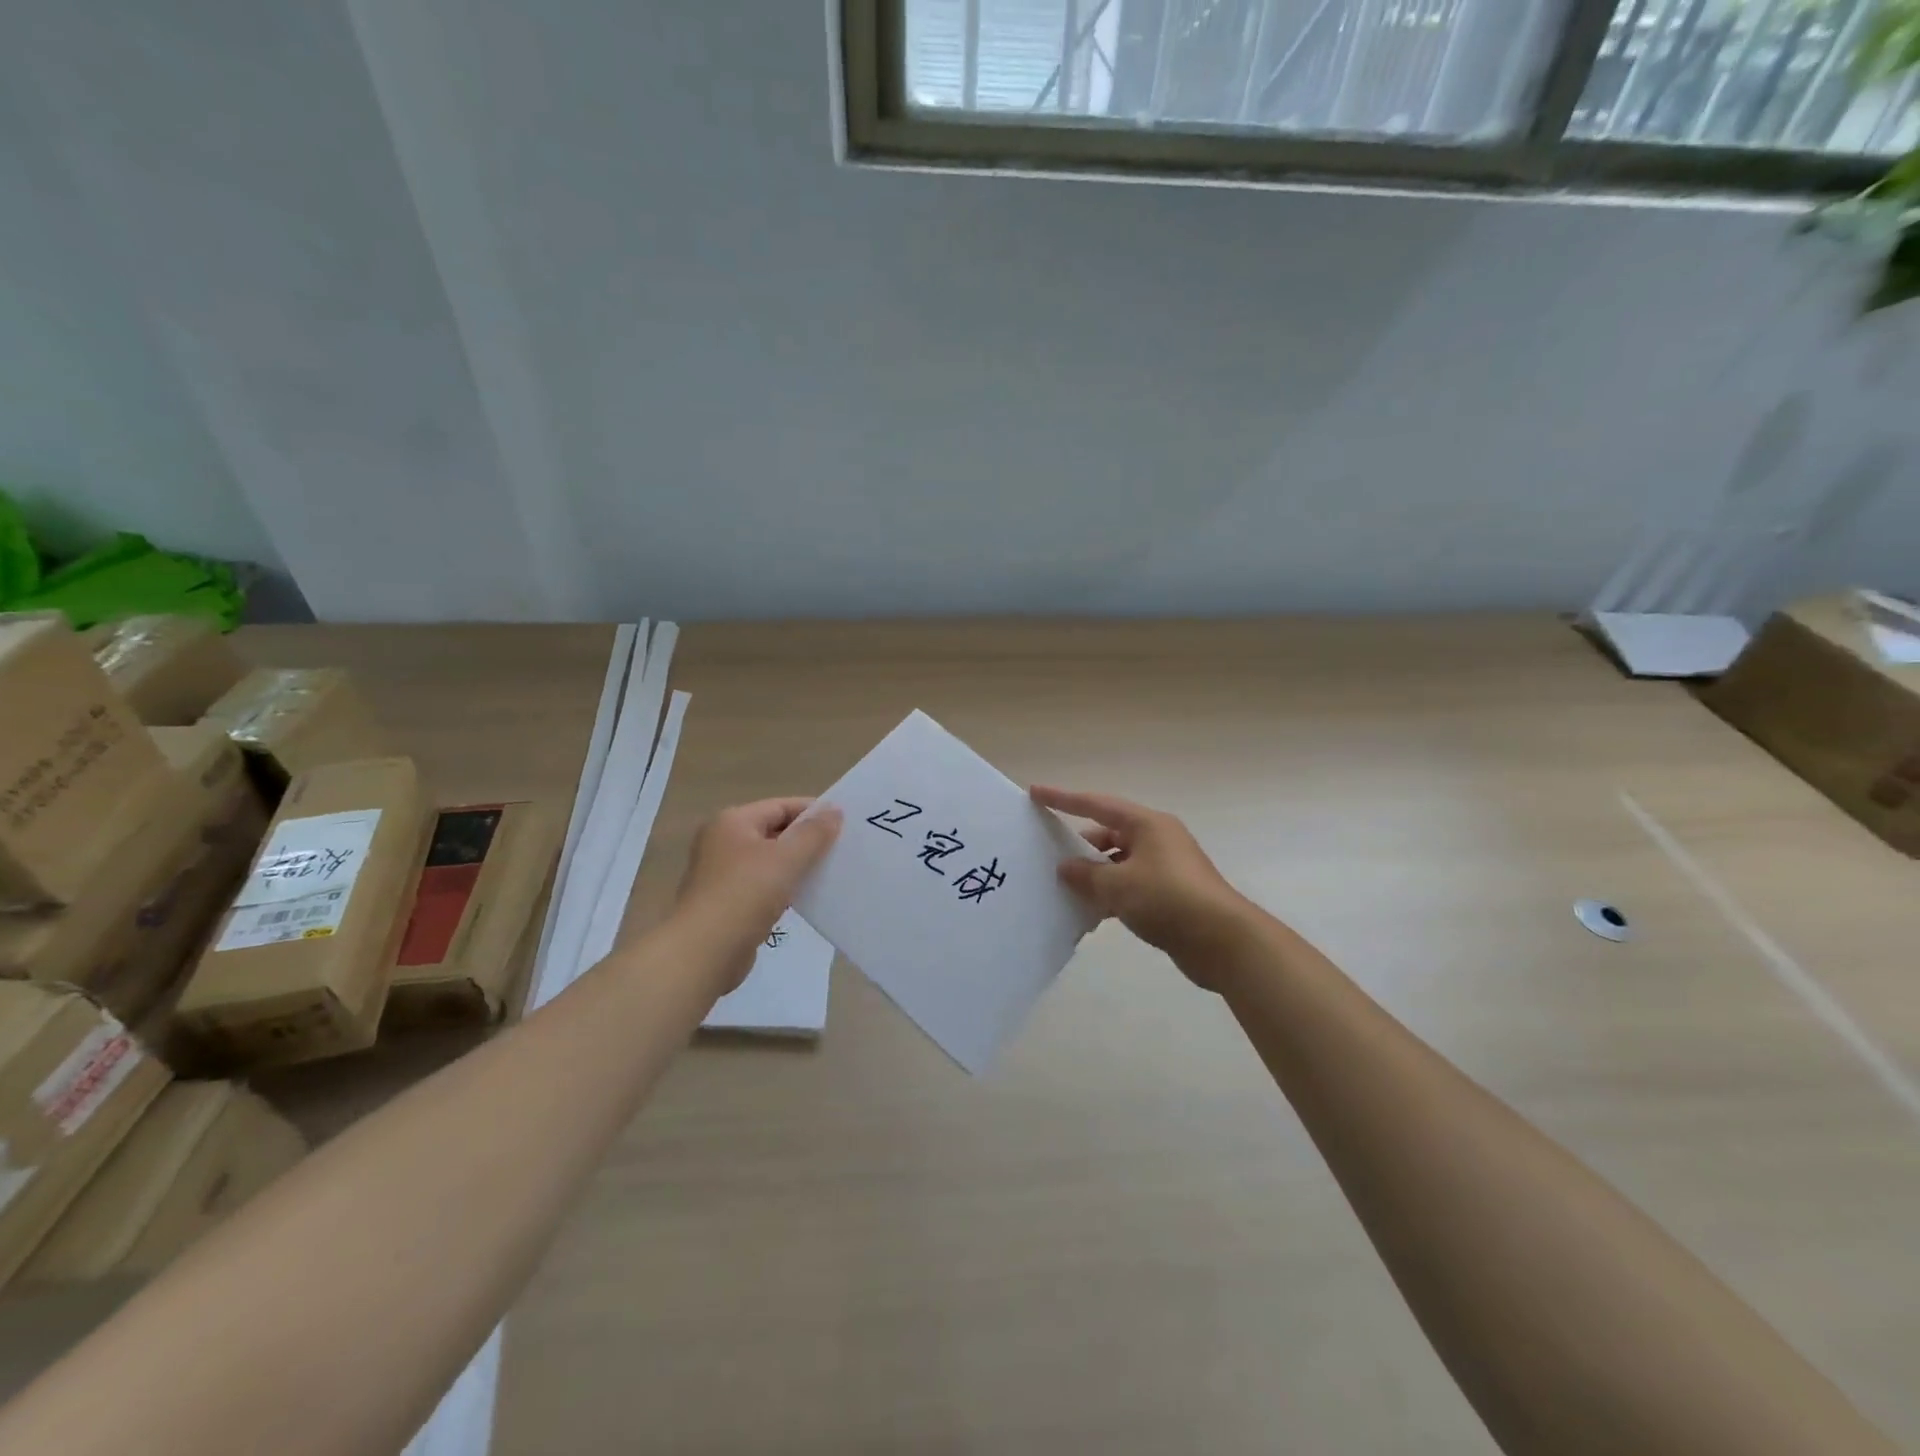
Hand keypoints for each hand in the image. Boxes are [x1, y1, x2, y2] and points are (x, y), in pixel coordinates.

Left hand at [674, 798, 841, 991]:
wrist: (704, 953)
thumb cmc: (745, 895)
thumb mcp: (786, 858)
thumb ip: (813, 833)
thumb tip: (834, 809)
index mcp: (732, 822)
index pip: (780, 806)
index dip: (813, 812)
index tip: (845, 823)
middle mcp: (723, 842)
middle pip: (774, 832)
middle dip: (807, 840)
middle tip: (842, 848)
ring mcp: (722, 874)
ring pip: (770, 861)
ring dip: (798, 866)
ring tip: (831, 872)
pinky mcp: (728, 903)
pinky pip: (764, 886)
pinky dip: (785, 888)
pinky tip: (808, 898)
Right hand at [1031, 785, 1249, 985]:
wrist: (1223, 941)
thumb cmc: (1168, 900)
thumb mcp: (1118, 885)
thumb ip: (1086, 874)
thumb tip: (1066, 867)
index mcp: (1146, 824)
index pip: (1096, 805)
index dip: (1063, 799)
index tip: (1035, 792)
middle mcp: (1157, 839)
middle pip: (1108, 834)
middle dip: (1079, 845)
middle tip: (1048, 854)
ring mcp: (1166, 867)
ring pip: (1119, 863)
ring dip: (1094, 874)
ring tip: (1064, 888)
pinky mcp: (1170, 894)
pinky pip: (1130, 886)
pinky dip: (1110, 894)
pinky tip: (1091, 913)